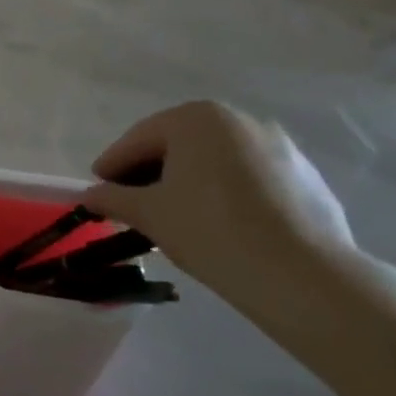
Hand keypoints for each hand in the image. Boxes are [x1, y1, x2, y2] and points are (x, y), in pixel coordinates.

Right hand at [81, 101, 359, 332]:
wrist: (303, 276)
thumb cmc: (210, 229)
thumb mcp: (148, 213)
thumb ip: (112, 197)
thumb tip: (89, 195)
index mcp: (197, 118)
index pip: (139, 139)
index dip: (112, 165)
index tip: (97, 188)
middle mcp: (240, 120)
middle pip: (178, 145)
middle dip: (151, 172)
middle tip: (132, 202)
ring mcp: (280, 147)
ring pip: (216, 162)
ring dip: (189, 182)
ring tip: (174, 216)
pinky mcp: (307, 178)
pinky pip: (249, 180)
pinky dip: (225, 194)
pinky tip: (219, 225)